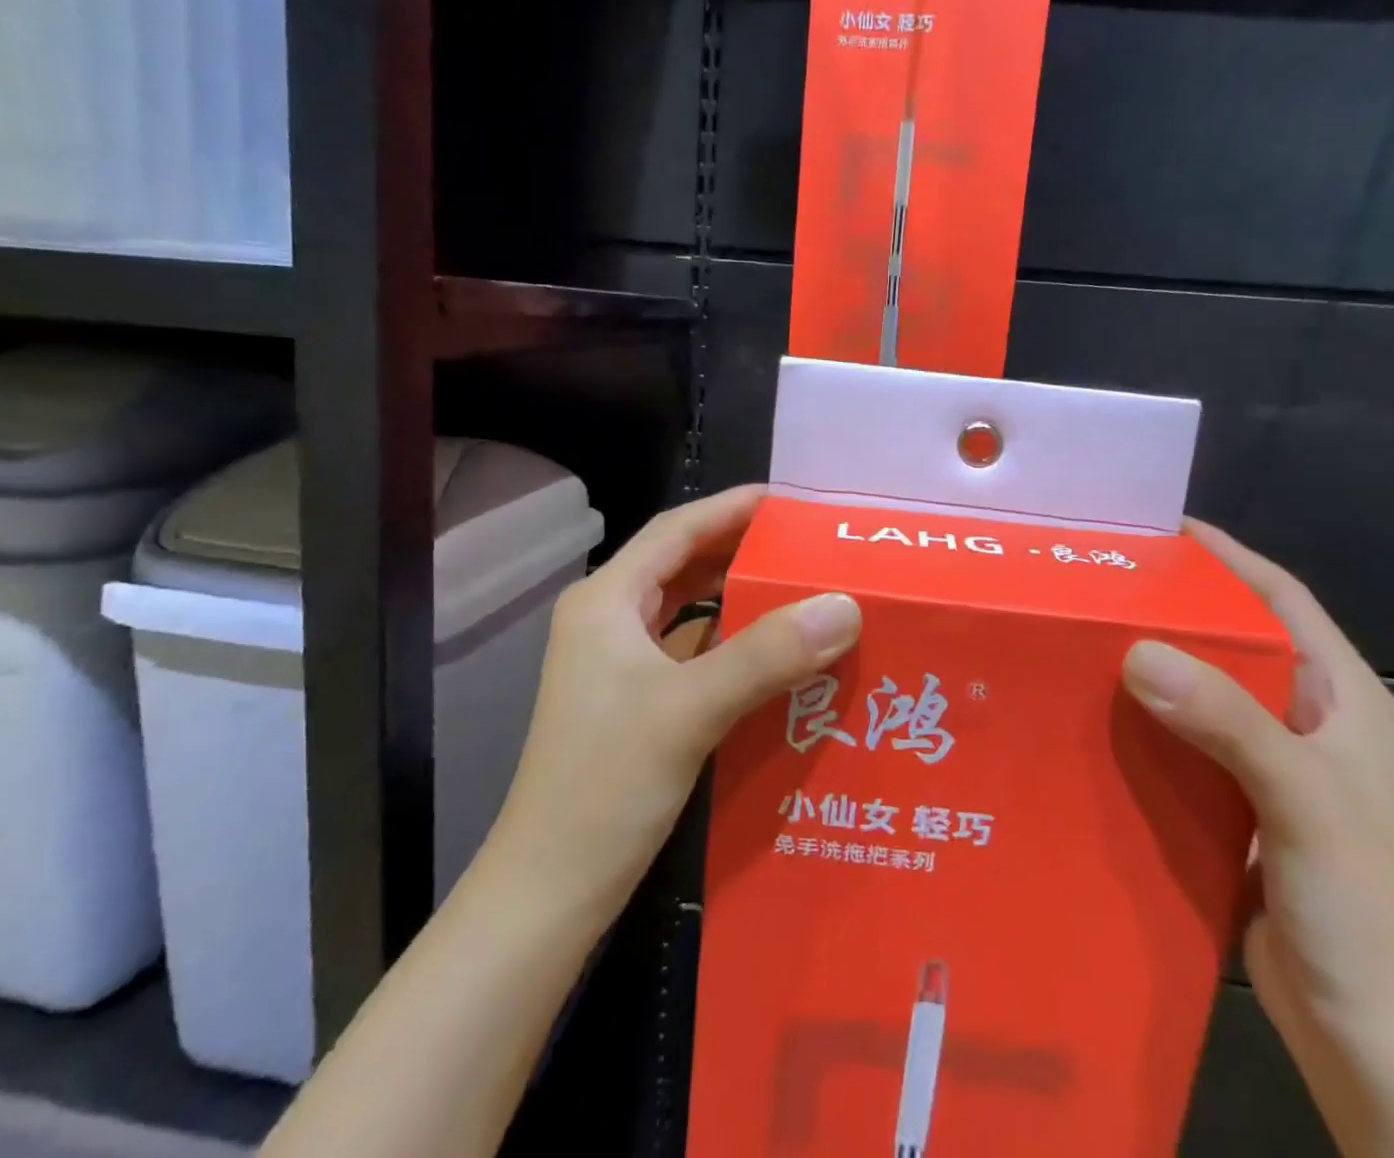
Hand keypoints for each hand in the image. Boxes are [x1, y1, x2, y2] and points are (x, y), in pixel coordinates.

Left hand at [492, 485, 861, 925]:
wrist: (548, 892)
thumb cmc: (606, 785)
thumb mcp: (691, 709)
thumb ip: (769, 653)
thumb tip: (845, 604)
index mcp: (606, 601)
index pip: (676, 530)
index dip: (730, 508)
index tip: (787, 501)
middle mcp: (607, 621)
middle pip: (682, 565)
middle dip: (740, 550)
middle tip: (804, 545)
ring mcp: (616, 665)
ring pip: (686, 612)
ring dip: (736, 599)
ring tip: (799, 591)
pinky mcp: (632, 703)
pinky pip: (689, 654)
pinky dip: (729, 645)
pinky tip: (773, 656)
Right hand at [1122, 519, 1393, 1055]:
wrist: (1378, 1044)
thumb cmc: (1365, 910)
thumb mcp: (1304, 800)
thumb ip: (1228, 721)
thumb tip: (1137, 650)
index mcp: (1344, 701)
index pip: (1283, 601)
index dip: (1229, 558)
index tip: (1164, 529)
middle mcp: (1308, 723)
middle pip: (1235, 642)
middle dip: (1175, 609)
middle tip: (1104, 583)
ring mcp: (1273, 769)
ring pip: (1203, 694)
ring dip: (1153, 668)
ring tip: (1085, 639)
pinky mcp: (1238, 809)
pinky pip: (1185, 746)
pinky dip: (1147, 726)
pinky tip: (1097, 718)